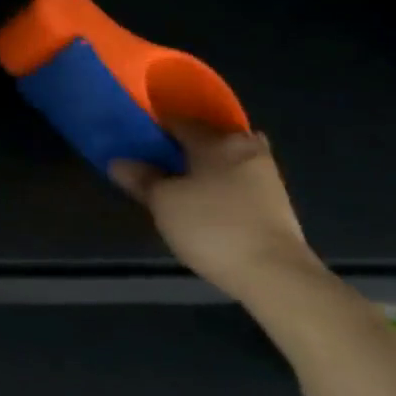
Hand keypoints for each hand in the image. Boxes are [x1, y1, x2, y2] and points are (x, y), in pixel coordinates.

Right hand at [111, 121, 322, 301]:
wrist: (276, 275)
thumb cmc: (212, 226)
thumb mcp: (163, 202)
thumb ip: (140, 178)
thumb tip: (119, 163)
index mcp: (217, 140)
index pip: (177, 120)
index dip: (151, 128)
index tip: (132, 142)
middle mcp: (246, 147)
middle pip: (205, 137)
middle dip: (180, 147)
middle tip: (153, 164)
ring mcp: (266, 174)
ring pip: (224, 159)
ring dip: (202, 167)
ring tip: (176, 185)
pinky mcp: (276, 201)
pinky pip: (237, 180)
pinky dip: (220, 184)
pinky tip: (203, 201)